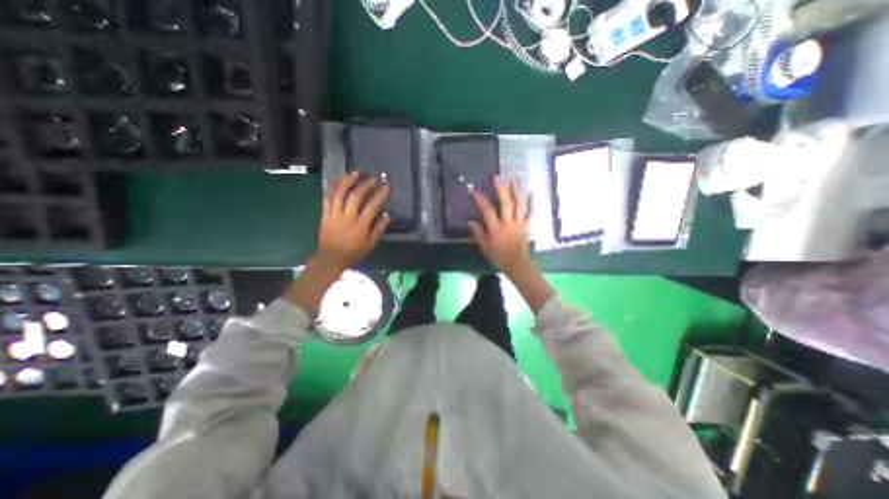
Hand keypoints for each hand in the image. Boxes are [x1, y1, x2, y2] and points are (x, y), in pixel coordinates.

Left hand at [284, 172, 389, 318]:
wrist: (330, 259)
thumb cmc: (353, 253)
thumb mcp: (370, 244)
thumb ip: (378, 229)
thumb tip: (388, 216)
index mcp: (360, 226)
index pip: (371, 206)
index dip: (379, 194)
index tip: (385, 186)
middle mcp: (347, 218)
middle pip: (355, 196)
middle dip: (365, 185)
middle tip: (372, 178)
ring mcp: (334, 215)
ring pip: (339, 194)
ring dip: (347, 181)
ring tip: (355, 173)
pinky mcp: (325, 214)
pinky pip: (327, 197)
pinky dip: (332, 187)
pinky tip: (338, 179)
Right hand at [465, 175, 533, 275]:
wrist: (517, 265)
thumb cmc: (499, 257)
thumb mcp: (485, 247)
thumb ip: (478, 233)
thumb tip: (470, 222)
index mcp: (496, 229)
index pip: (487, 211)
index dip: (481, 200)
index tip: (475, 191)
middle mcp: (508, 223)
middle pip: (505, 203)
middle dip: (500, 189)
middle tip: (496, 177)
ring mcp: (518, 223)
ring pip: (518, 205)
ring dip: (515, 191)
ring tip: (513, 179)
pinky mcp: (526, 226)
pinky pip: (531, 213)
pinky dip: (532, 203)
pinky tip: (532, 192)